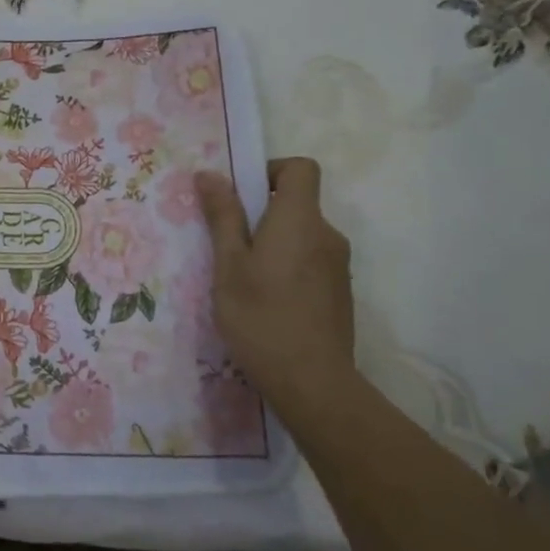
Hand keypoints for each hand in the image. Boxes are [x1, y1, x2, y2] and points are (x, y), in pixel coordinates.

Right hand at [196, 160, 354, 407]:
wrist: (312, 382)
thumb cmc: (261, 317)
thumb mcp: (228, 265)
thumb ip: (223, 217)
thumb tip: (210, 174)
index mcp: (299, 220)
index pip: (301, 168)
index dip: (271, 170)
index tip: (242, 196)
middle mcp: (327, 235)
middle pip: (298, 203)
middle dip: (261, 214)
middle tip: (227, 245)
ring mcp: (338, 266)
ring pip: (301, 236)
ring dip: (273, 244)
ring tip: (243, 279)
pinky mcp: (340, 292)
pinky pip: (310, 261)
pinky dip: (288, 267)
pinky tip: (266, 302)